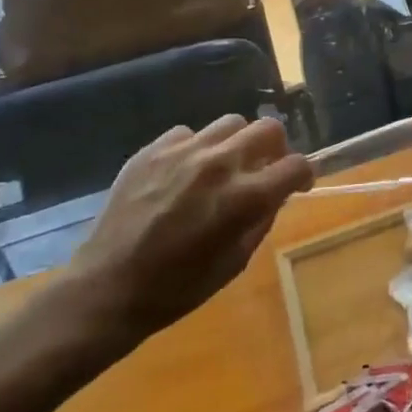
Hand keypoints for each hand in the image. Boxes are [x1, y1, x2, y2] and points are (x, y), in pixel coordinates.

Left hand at [64, 116, 312, 346]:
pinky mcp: (153, 150)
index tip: (298, 184)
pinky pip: (189, 133)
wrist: (107, 289)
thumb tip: (275, 194)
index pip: (296, 165)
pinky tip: (185, 173)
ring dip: (237, 142)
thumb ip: (261, 219)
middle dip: (276, 148)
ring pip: (231, 123)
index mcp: (245, 197)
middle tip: (265, 168)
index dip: (304, 174)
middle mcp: (220, 164)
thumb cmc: (177, 288)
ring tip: (225, 166)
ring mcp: (184, 152)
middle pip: (269, 128)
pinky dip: (197, 149)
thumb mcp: (235, 262)